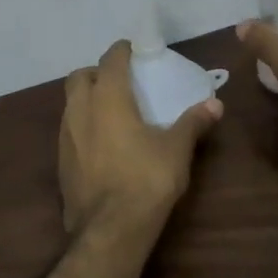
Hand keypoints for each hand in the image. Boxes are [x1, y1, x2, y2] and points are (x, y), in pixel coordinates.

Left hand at [59, 40, 221, 246]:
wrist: (110, 229)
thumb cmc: (146, 180)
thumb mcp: (177, 150)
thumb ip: (193, 123)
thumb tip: (216, 105)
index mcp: (107, 98)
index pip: (110, 61)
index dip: (120, 51)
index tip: (131, 49)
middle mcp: (80, 110)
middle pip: (80, 77)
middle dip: (96, 72)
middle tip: (118, 80)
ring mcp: (66, 136)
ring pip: (70, 103)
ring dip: (86, 99)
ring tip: (109, 110)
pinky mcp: (61, 161)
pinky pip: (69, 130)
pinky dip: (82, 125)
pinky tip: (100, 142)